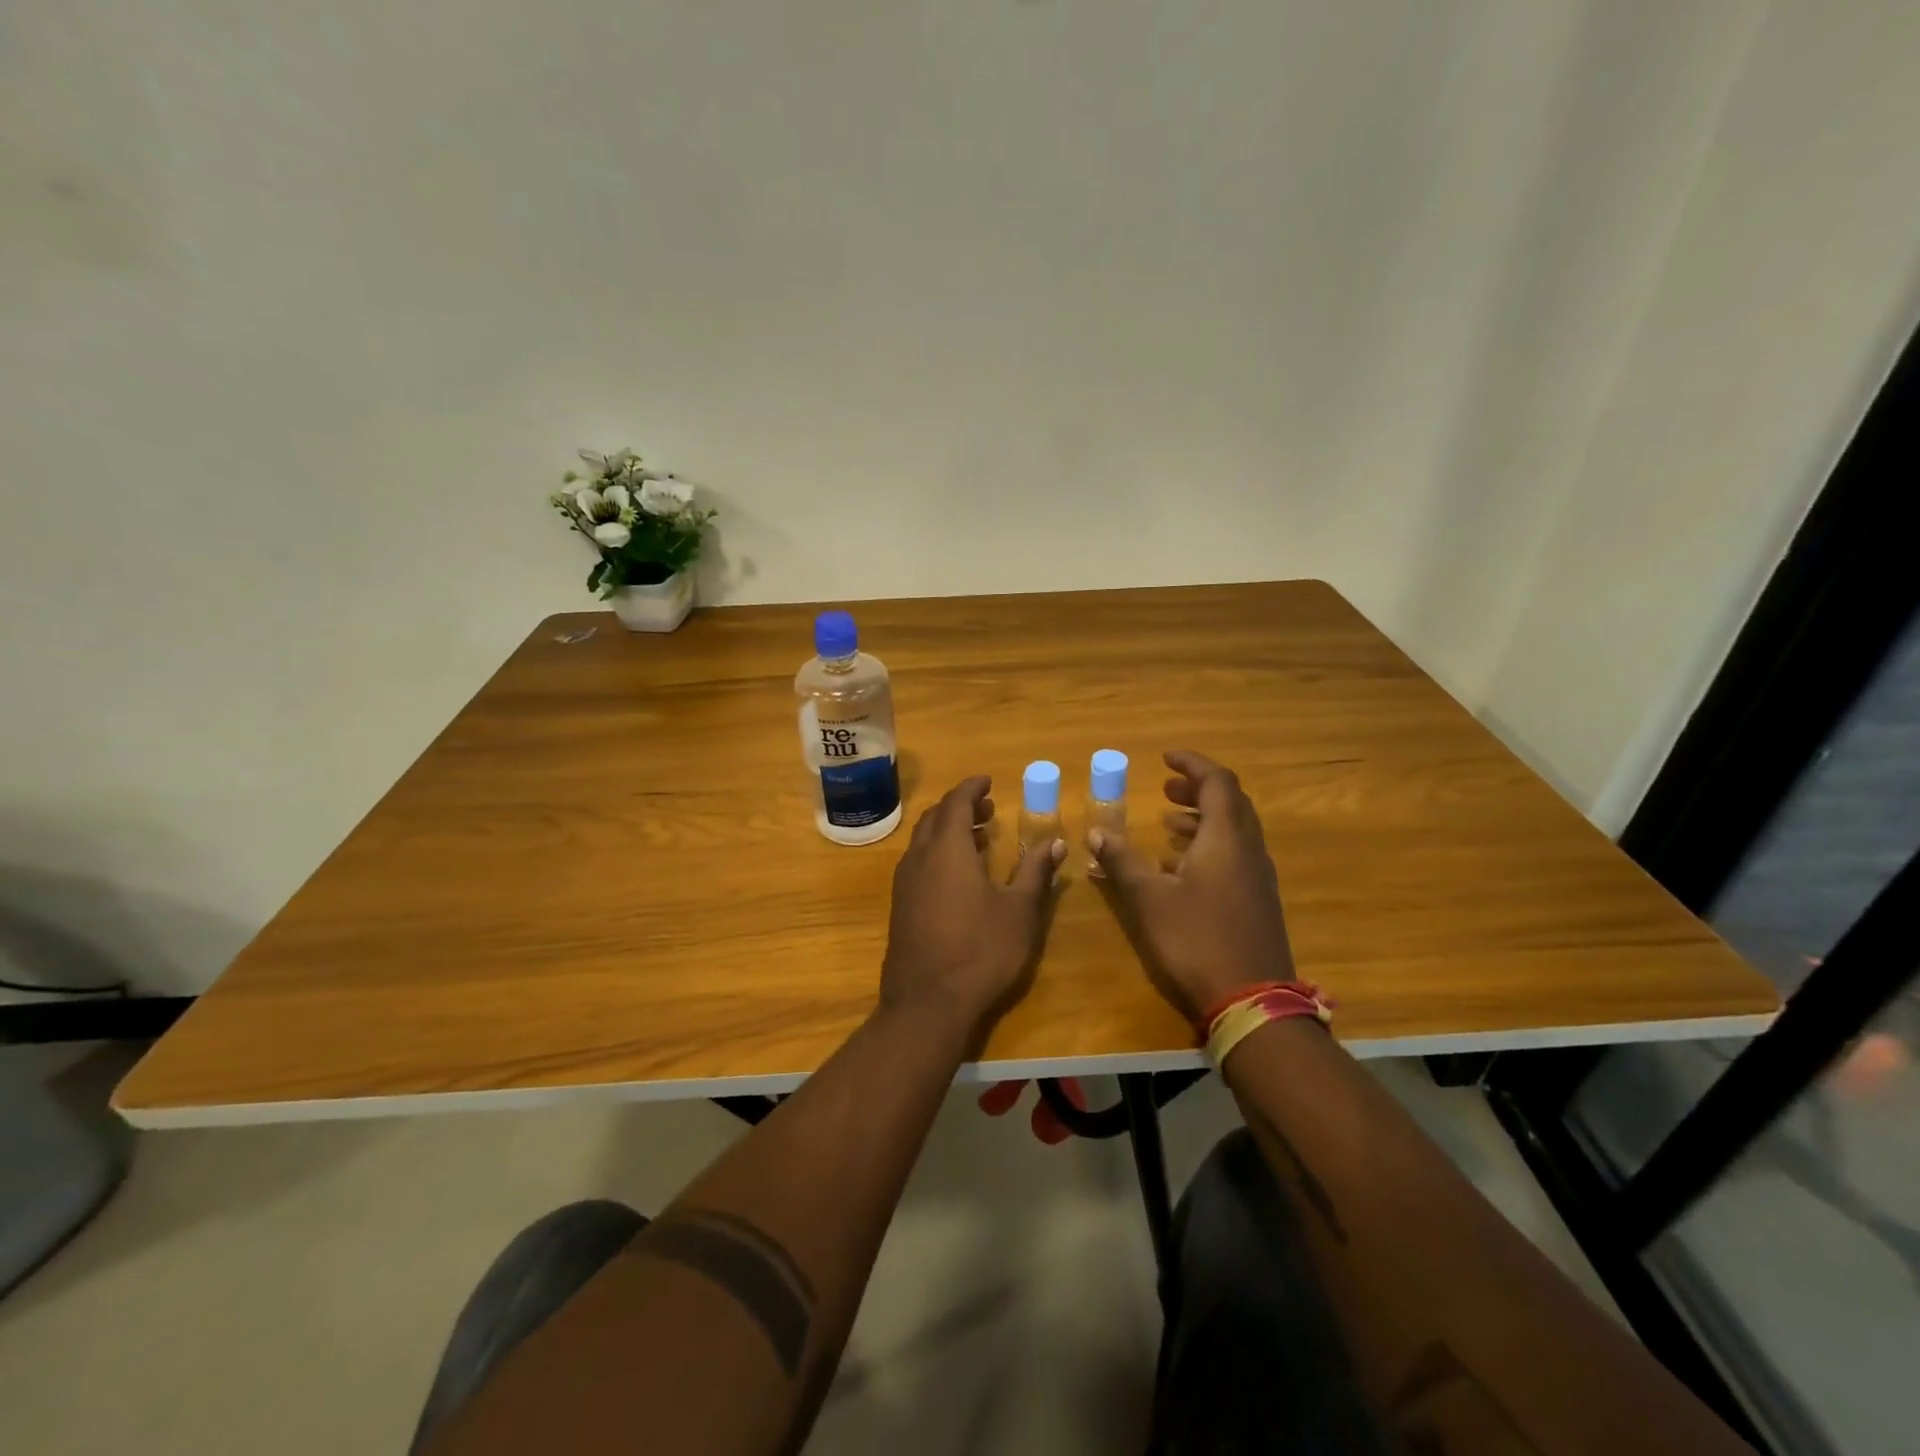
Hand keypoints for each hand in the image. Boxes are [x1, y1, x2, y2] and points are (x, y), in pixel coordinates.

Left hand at [881, 776, 1064, 1038]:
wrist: (928, 1003)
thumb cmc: (981, 951)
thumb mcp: (1019, 911)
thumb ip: (1035, 872)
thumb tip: (1056, 841)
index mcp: (947, 849)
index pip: (955, 802)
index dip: (971, 788)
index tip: (988, 781)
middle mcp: (919, 858)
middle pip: (934, 818)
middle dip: (959, 807)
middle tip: (987, 808)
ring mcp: (904, 883)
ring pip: (922, 841)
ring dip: (947, 830)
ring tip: (978, 837)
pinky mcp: (899, 907)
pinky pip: (917, 863)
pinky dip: (937, 853)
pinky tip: (957, 876)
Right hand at [1089, 750, 1295, 1022]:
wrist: (1251, 1002)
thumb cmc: (1195, 941)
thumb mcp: (1148, 899)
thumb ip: (1121, 861)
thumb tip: (1096, 831)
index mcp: (1226, 839)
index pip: (1218, 782)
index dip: (1193, 765)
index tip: (1166, 758)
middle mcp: (1248, 850)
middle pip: (1230, 804)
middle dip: (1197, 791)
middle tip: (1165, 791)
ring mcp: (1258, 878)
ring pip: (1234, 832)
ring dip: (1202, 820)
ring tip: (1167, 825)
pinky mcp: (1258, 902)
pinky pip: (1235, 857)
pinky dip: (1209, 847)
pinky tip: (1180, 869)